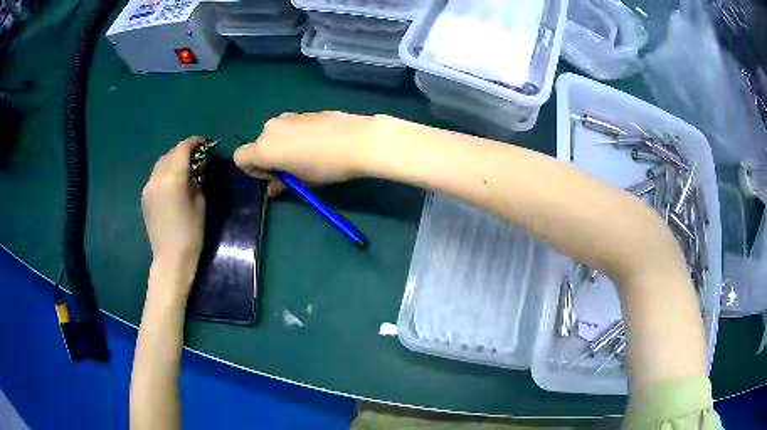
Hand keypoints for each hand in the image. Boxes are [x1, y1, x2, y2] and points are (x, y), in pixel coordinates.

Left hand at [142, 137, 205, 296]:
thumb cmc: (191, 232)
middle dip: (184, 151)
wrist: (171, 258)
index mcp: (173, 177)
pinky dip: (165, 172)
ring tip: (184, 168)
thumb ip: (197, 178)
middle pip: (171, 153)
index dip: (195, 142)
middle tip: (197, 157)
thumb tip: (197, 166)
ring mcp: (148, 187)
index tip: (205, 144)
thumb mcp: (200, 201)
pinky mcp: (144, 197)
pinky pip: (155, 176)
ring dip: (173, 160)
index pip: (183, 148)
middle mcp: (157, 177)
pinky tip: (172, 182)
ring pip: (161, 163)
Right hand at [234, 112, 381, 192]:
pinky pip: (291, 127)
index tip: (274, 176)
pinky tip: (319, 144)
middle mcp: (270, 129)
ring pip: (276, 135)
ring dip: (283, 146)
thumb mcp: (302, 181)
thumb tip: (273, 188)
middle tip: (292, 169)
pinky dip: (296, 137)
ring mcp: (288, 117)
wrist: (357, 140)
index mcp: (264, 148)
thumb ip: (282, 183)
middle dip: (270, 158)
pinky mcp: (304, 112)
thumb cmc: (325, 166)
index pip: (240, 158)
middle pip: (259, 145)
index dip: (253, 170)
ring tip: (308, 156)